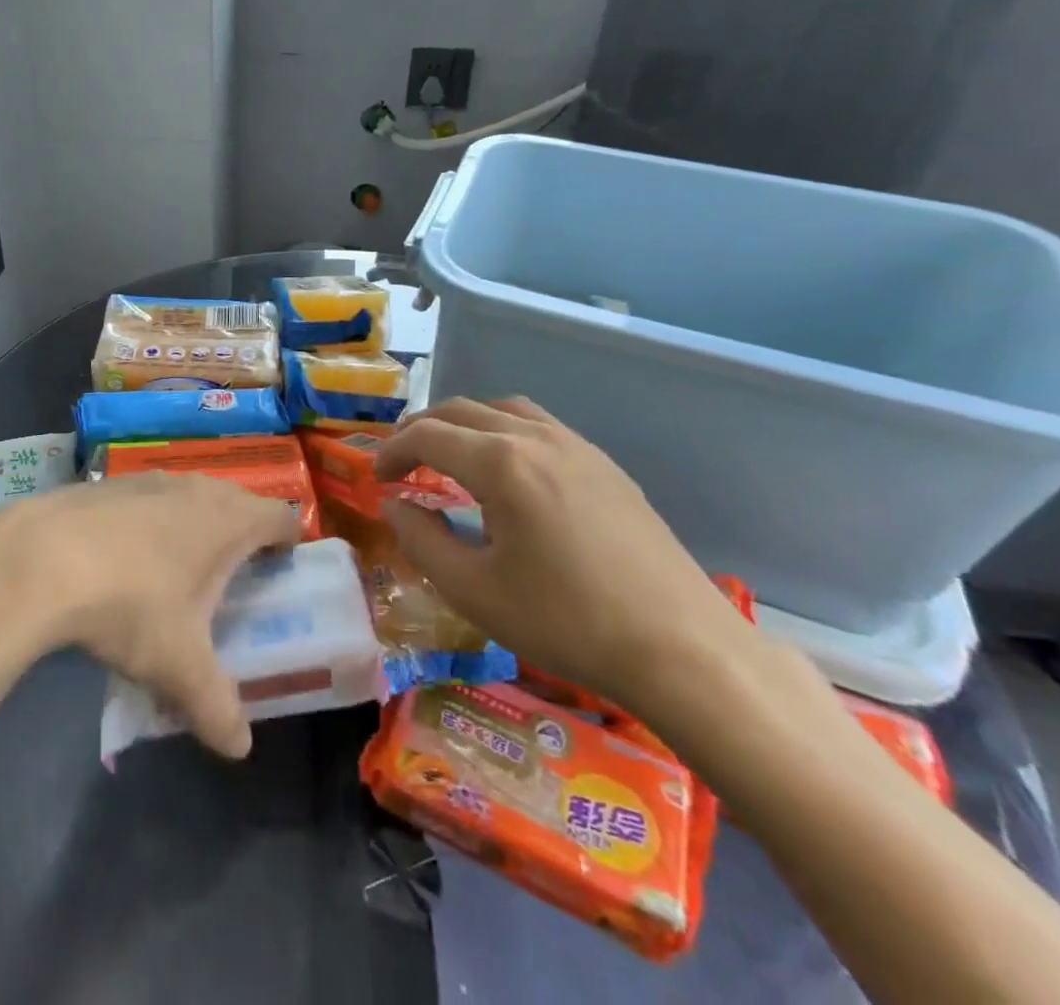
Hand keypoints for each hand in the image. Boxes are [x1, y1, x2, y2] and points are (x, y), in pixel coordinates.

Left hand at [0, 475, 298, 757]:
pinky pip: (146, 499)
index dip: (290, 540)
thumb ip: (217, 709)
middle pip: (236, 501)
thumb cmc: (130, 604)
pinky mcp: (106, 484)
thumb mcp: (179, 668)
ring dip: (193, 525)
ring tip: (182, 569)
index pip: (281, 516)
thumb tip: (239, 748)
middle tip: (236, 577)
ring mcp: (147, 480)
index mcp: (227, 520)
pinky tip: (125, 558)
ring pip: (188, 496)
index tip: (285, 567)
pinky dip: (149, 522)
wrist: (39, 559)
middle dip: (242, 534)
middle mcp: (194, 488)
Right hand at [374, 397, 752, 713]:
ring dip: (465, 423)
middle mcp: (537, 438)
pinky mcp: (606, 467)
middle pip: (463, 410)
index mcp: (501, 463)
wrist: (683, 650)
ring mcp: (578, 447)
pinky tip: (507, 473)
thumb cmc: (566, 621)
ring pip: (504, 409)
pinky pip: (541, 426)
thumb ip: (421, 539)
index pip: (428, 435)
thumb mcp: (473, 590)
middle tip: (401, 460)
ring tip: (449, 455)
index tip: (376, 477)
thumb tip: (396, 504)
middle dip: (422, 429)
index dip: (393, 451)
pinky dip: (504, 432)